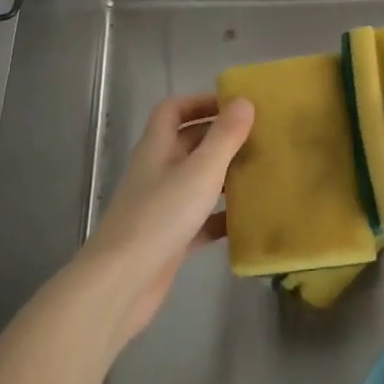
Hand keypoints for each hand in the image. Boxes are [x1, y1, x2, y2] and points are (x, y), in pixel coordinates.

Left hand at [79, 93, 254, 342]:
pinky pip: (201, 219)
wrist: (122, 282)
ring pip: (196, 181)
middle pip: (188, 143)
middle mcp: (157, 171)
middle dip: (220, 138)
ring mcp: (162, 206)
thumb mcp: (200, 170)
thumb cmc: (160, 216)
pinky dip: (222, 217)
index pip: (173, 110)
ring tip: (260, 173)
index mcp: (157, 147)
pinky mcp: (170, 239)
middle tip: (259, 138)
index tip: (234, 105)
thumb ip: (224, 136)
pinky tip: (248, 220)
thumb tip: (244, 101)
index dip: (200, 102)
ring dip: (224, 176)